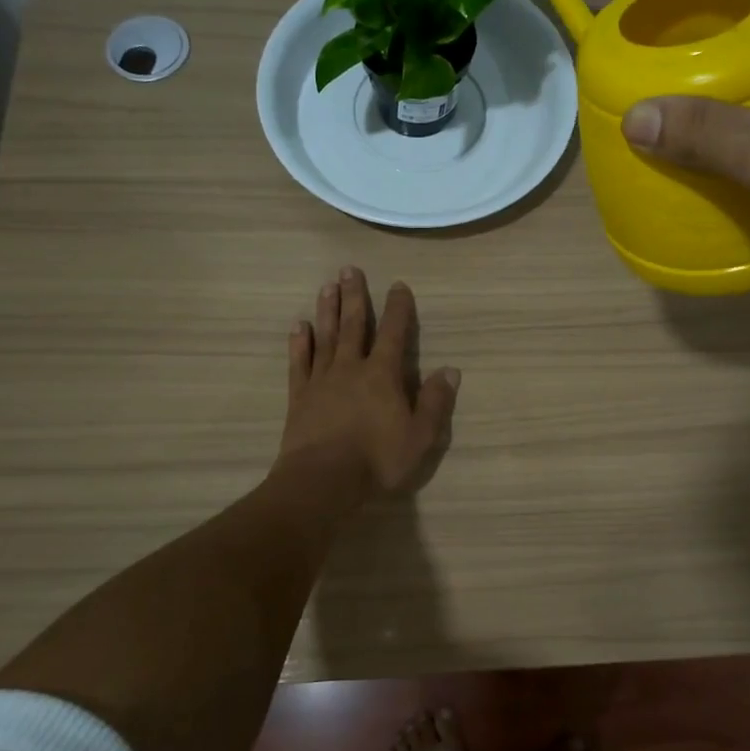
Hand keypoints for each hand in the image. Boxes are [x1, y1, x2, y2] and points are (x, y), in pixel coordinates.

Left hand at [275, 267, 458, 506]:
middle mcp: (351, 368)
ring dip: (327, 310)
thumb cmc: (377, 460)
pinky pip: (299, 362)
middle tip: (349, 269)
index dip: (398, 308)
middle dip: (354, 296)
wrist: (322, 481)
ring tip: (327, 286)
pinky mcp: (299, 396)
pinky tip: (299, 326)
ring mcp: (322, 380)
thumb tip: (450, 370)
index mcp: (382, 375)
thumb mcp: (420, 436)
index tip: (398, 285)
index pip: (393, 333)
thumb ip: (435, 402)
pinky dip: (299, 343)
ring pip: (325, 336)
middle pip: (353, 325)